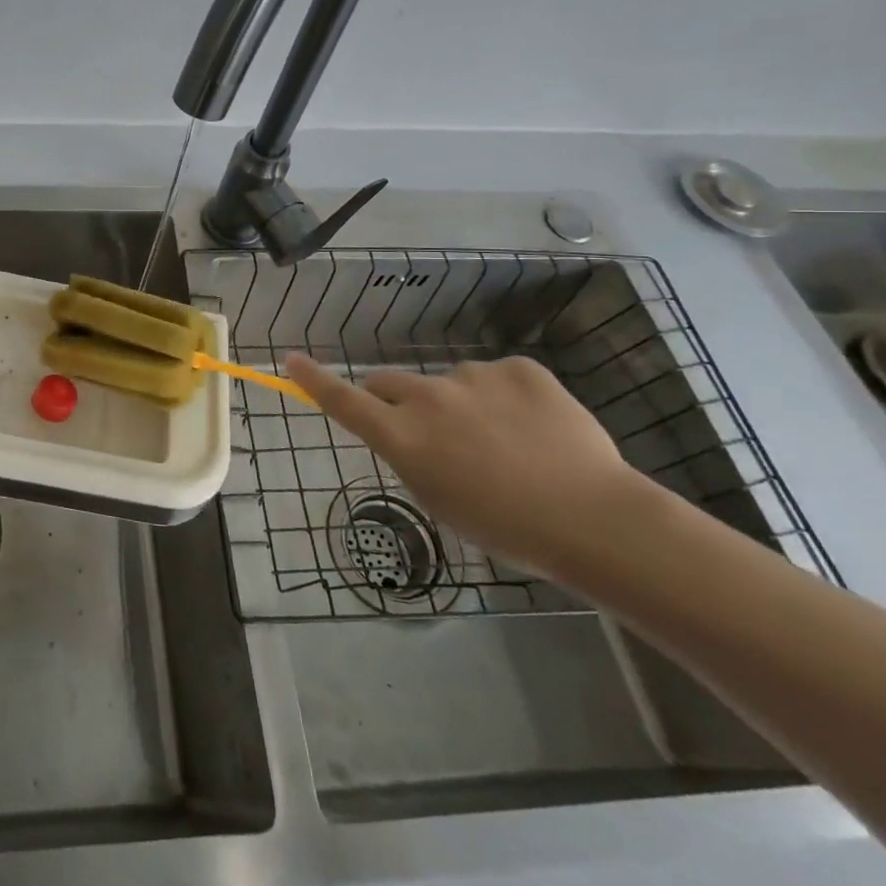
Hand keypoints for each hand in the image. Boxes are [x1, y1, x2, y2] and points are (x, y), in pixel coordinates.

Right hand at [285, 352, 644, 575]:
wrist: (593, 518)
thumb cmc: (505, 527)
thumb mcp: (437, 500)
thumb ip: (410, 456)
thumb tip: (410, 432)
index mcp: (402, 436)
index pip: (343, 400)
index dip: (314, 380)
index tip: (292, 359)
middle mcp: (427, 397)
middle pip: (391, 383)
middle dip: (400, 402)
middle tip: (436, 435)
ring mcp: (473, 376)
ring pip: (451, 384)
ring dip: (463, 405)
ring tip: (510, 445)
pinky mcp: (518, 367)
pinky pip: (498, 378)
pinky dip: (508, 398)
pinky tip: (537, 429)